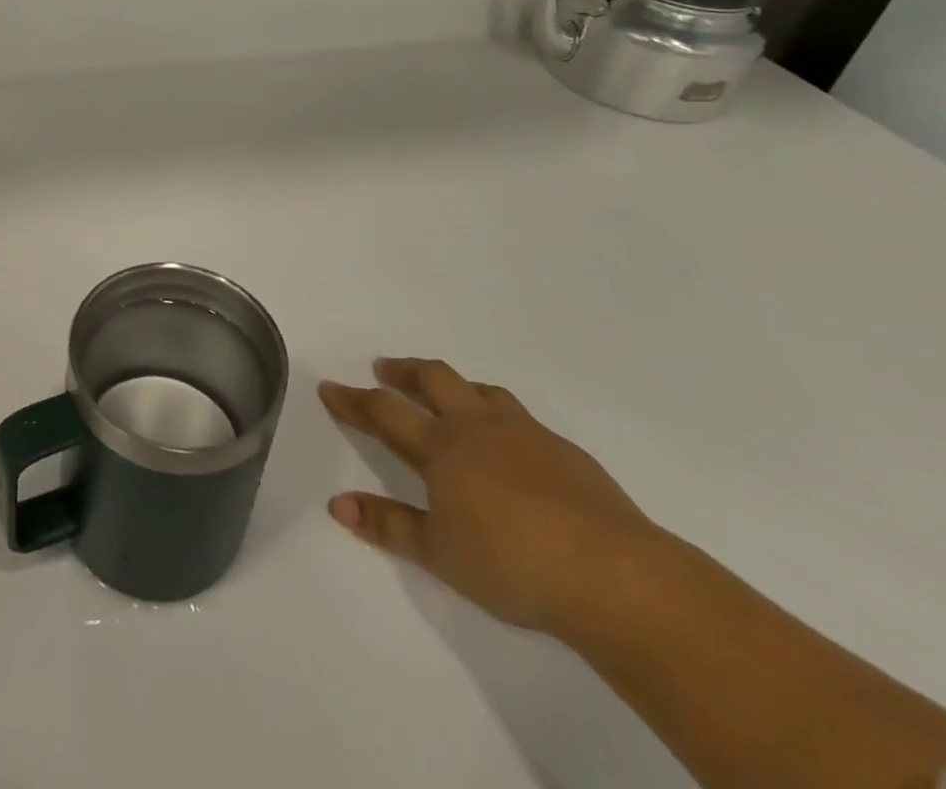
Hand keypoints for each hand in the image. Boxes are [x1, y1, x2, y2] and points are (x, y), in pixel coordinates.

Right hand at [319, 358, 661, 635]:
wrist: (615, 576)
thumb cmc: (513, 564)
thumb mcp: (439, 553)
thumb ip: (388, 525)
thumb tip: (337, 504)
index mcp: (443, 447)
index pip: (385, 412)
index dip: (354, 400)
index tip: (330, 387)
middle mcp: (479, 427)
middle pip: (433, 380)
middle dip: (403, 371)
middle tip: (384, 369)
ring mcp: (526, 434)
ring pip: (480, 390)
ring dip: (454, 386)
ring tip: (446, 394)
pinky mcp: (566, 452)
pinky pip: (520, 417)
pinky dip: (498, 415)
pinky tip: (510, 443)